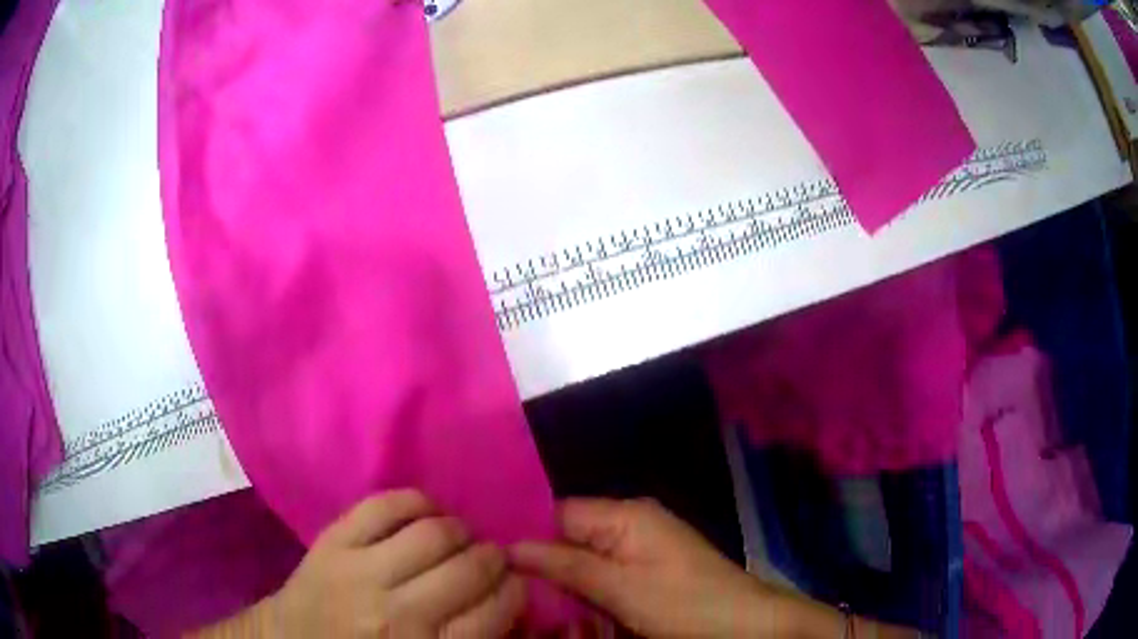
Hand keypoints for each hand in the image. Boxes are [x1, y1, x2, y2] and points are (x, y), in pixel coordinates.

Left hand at [270, 490, 524, 637]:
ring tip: (459, 538)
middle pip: (471, 568)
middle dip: (494, 559)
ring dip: (460, 530)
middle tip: (491, 560)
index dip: (517, 591)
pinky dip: (417, 502)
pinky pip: (385, 504)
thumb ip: (472, 638)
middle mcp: (398, 614)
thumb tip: (513, 602)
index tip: (514, 586)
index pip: (497, 609)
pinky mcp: (332, 541)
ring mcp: (360, 571)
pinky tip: (426, 514)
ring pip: (434, 532)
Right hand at [510, 498, 781, 637]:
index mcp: (626, 514)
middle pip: (571, 534)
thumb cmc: (683, 603)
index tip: (492, 559)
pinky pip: (606, 570)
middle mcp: (632, 521)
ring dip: (564, 576)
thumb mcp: (620, 589)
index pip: (559, 512)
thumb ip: (565, 565)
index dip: (526, 532)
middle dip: (543, 559)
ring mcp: (643, 545)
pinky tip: (569, 602)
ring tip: (528, 597)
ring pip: (586, 555)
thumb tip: (509, 547)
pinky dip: (588, 585)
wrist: (745, 623)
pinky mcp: (650, 567)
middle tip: (507, 586)